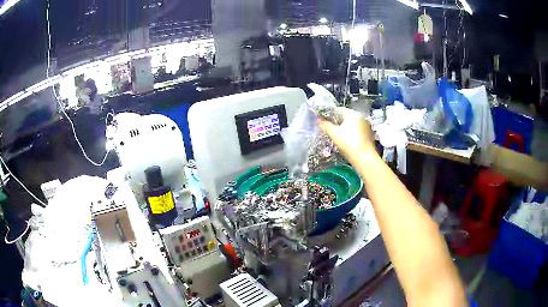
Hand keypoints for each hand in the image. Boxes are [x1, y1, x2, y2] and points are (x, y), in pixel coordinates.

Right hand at [318, 107, 377, 163]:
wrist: (364, 158)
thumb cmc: (348, 143)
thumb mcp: (334, 134)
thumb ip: (325, 125)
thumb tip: (318, 119)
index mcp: (352, 113)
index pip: (338, 110)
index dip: (329, 114)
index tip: (322, 120)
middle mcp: (361, 117)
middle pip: (345, 116)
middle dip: (336, 121)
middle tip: (328, 128)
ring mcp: (366, 126)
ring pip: (352, 124)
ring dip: (344, 127)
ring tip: (335, 134)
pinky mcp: (369, 134)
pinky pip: (357, 130)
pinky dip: (351, 133)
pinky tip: (346, 140)